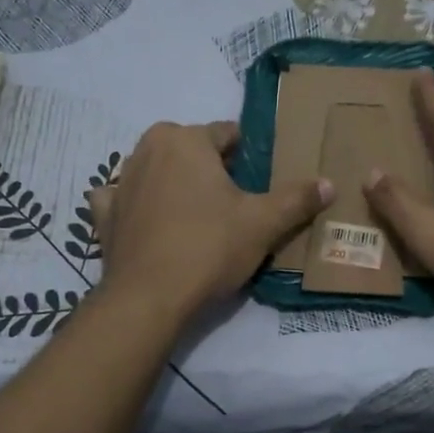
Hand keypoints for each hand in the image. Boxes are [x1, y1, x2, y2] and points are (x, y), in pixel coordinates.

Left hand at [88, 120, 331, 316]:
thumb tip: (329, 183)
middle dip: (211, 169)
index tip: (261, 182)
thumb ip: (297, 199)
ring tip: (198, 217)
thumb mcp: (263, 224)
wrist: (149, 298)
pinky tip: (151, 223)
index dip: (249, 157)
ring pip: (158, 171)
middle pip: (191, 150)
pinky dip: (137, 206)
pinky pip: (124, 199)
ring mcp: (120, 181)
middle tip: (233, 204)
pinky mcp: (104, 214)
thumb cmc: (209, 248)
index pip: (228, 134)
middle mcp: (147, 148)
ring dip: (175, 184)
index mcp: (185, 139)